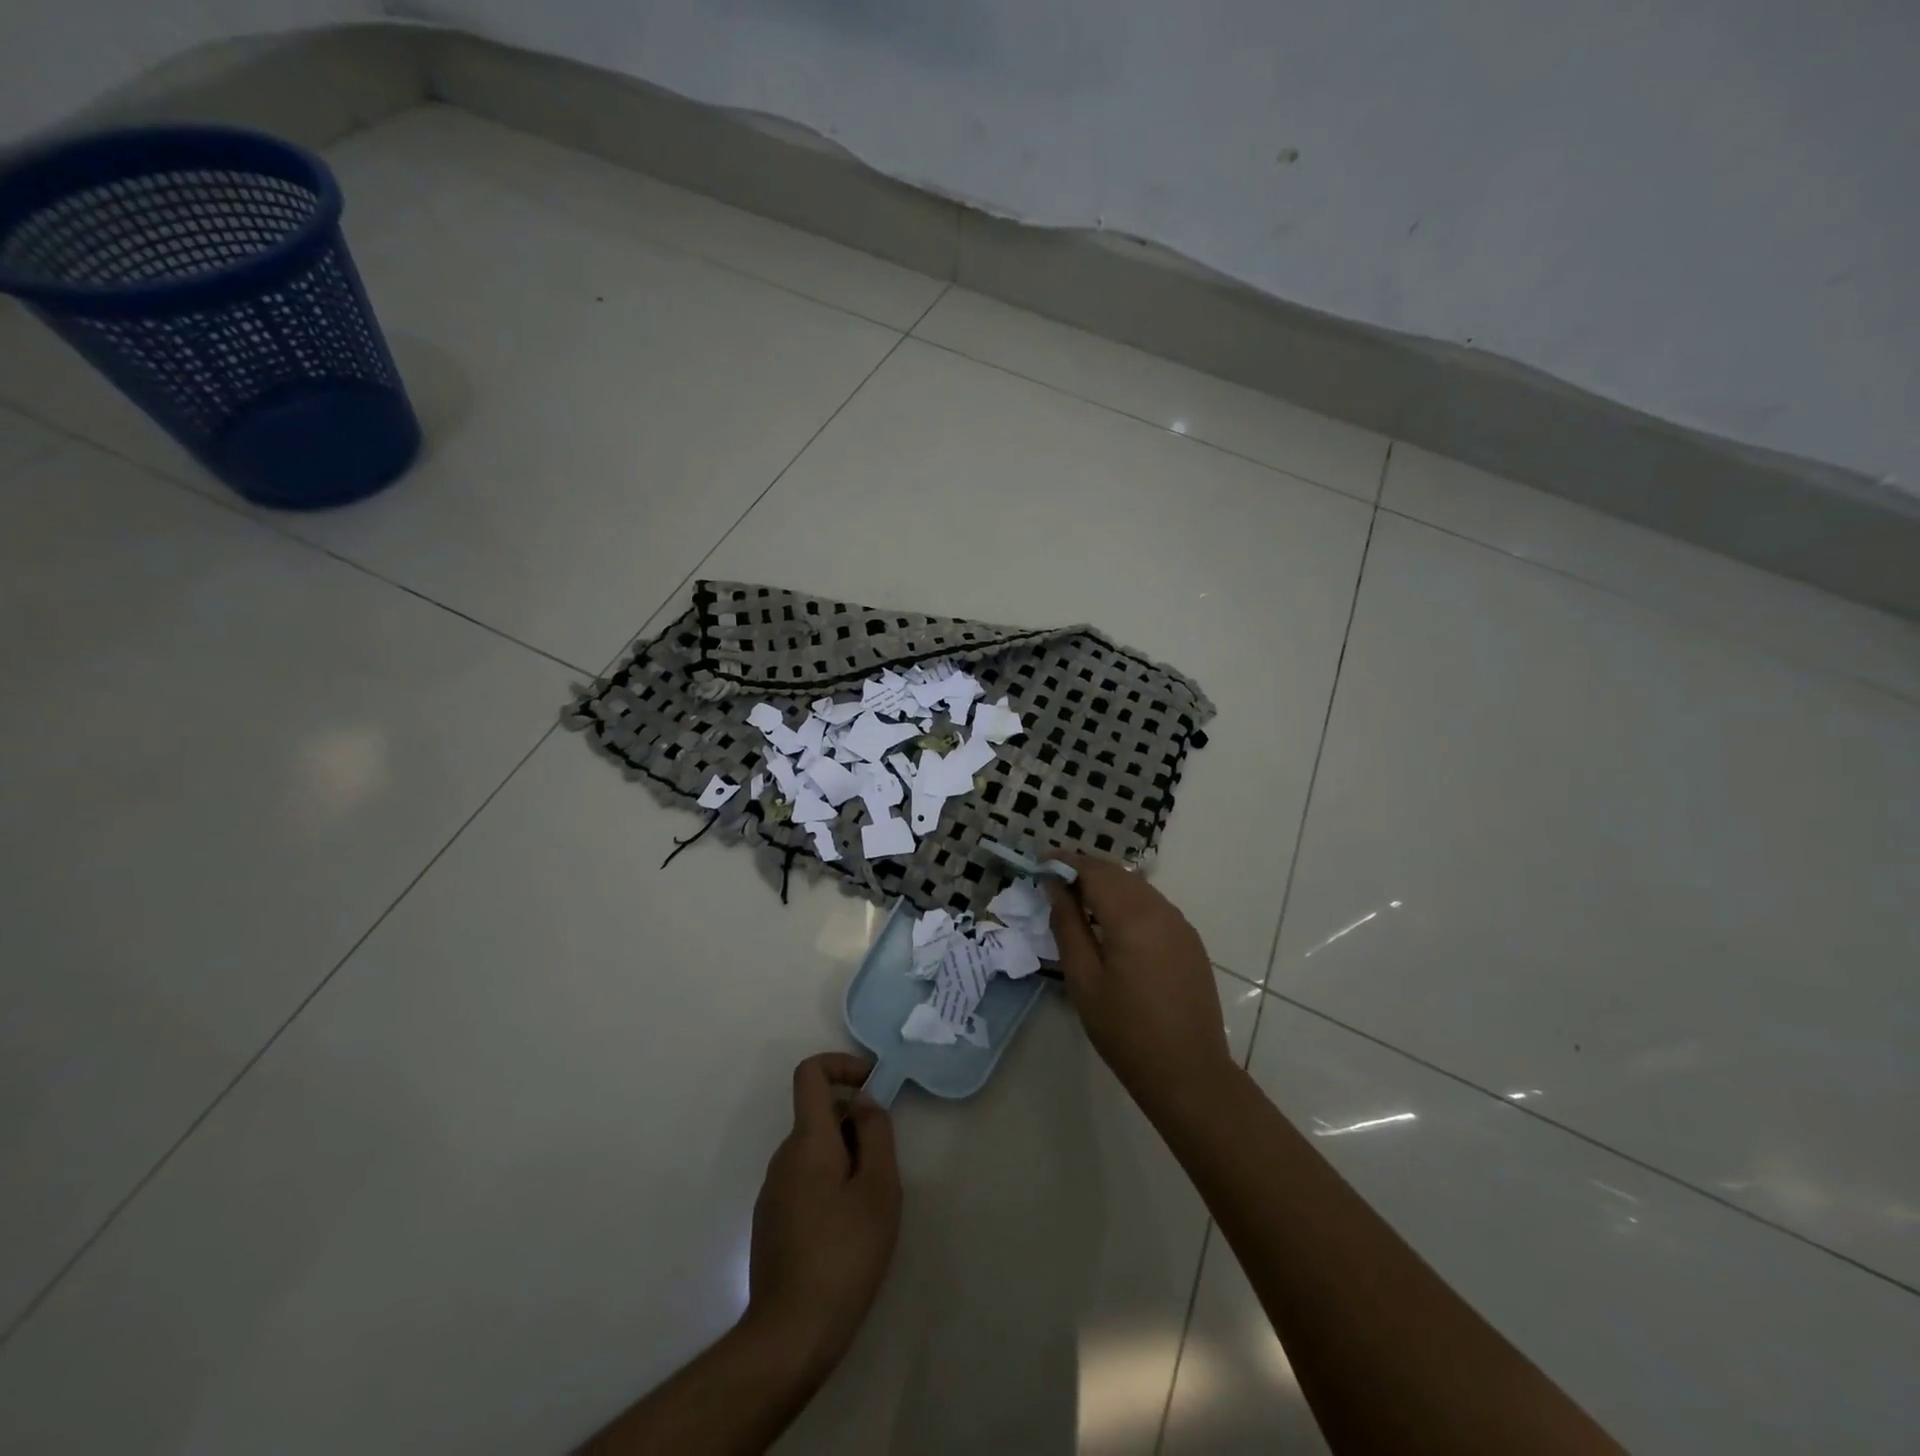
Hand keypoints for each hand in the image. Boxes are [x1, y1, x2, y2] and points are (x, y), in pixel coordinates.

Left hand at [744, 1053, 900, 1381]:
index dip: (841, 1065)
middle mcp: (783, 1156)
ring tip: (870, 1205)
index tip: (873, 1086)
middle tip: (885, 1166)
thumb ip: (876, 1133)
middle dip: (855, 1124)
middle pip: (818, 1114)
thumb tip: (864, 1102)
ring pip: (814, 1151)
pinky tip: (847, 1232)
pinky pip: (804, 1180)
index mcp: (807, 1140)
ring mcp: (773, 1191)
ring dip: (845, 1158)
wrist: (790, 1335)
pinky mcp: (771, 1222)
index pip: (810, 1073)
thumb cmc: (844, 1253)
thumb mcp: (879, 1188)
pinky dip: (829, 1184)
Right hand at [1047, 857, 1234, 1114]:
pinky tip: (1111, 923)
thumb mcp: (1084, 980)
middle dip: (1084, 870)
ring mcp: (1180, 924)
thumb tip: (1055, 887)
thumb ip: (1068, 926)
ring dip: (1106, 884)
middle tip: (1052, 880)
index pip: (1093, 871)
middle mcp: (1160, 910)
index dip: (1064, 862)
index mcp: (1132, 917)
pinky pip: (1153, 905)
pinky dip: (1127, 901)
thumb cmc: (1125, 1031)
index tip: (1039, 862)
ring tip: (1076, 899)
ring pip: (1137, 887)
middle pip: (1117, 874)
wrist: (1188, 1072)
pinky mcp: (1189, 940)